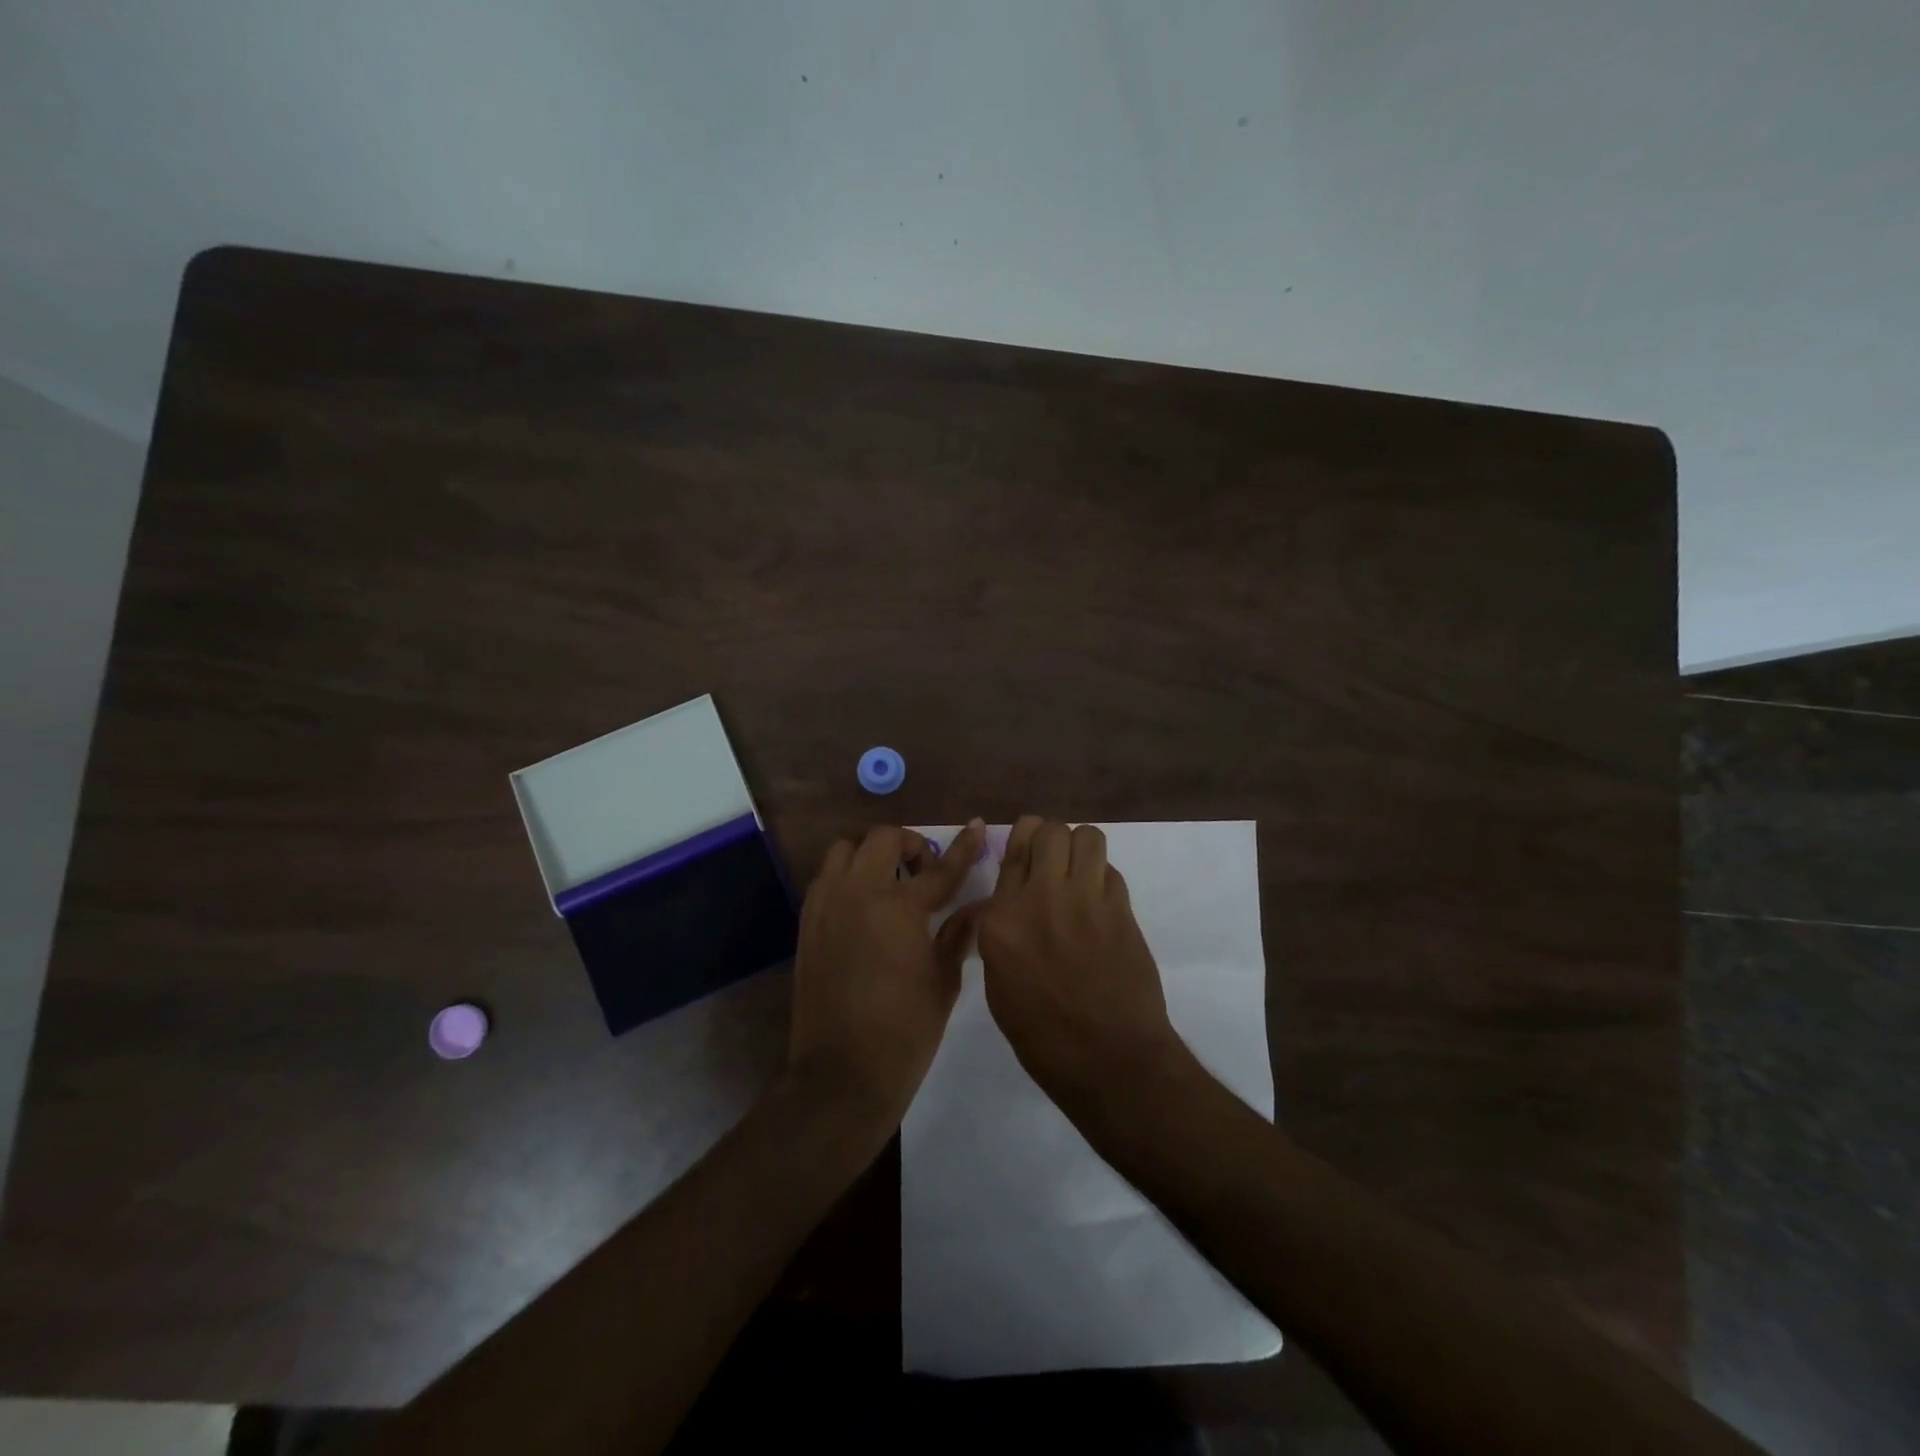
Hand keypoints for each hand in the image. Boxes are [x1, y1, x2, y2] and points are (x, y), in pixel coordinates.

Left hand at [785, 819, 986, 1132]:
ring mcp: (826, 905)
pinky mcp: (807, 923)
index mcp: (899, 908)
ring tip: (889, 883)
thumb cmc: (905, 1031)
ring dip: (871, 855)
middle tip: (925, 872)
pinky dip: (847, 878)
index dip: (962, 847)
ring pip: (845, 851)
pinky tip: (864, 907)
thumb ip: (958, 934)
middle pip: (882, 839)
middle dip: (909, 846)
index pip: (940, 869)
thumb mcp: (943, 981)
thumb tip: (979, 907)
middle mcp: (858, 893)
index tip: (975, 826)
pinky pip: (826, 879)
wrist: (841, 1073)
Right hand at [976, 817, 1191, 1117]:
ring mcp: (1085, 901)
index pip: (1012, 851)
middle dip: (1052, 838)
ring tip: (1080, 873)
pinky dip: (1104, 879)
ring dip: (1082, 849)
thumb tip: (1008, 904)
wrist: (1108, 1059)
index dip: (1021, 840)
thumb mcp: (999, 983)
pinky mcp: (1121, 910)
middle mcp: (1040, 898)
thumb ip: (1000, 932)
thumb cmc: (1042, 1035)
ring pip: (1087, 837)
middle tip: (1054, 860)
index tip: (1027, 844)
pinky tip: (1101, 903)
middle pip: (1050, 831)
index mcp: (1001, 920)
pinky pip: (1111, 871)